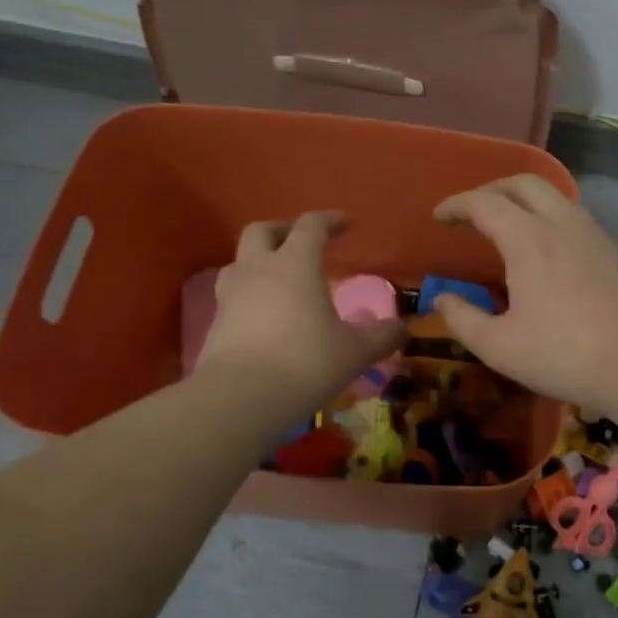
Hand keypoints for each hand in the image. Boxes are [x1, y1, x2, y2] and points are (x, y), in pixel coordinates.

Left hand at [196, 212, 404, 413]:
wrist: (240, 396)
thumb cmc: (305, 362)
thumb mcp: (354, 352)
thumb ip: (381, 337)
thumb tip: (402, 328)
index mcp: (296, 264)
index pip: (311, 226)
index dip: (329, 220)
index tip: (344, 223)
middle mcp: (259, 269)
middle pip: (262, 231)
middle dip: (283, 231)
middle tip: (301, 243)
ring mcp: (231, 294)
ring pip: (239, 261)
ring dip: (259, 261)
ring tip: (278, 279)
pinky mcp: (215, 322)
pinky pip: (232, 295)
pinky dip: (249, 295)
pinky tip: (263, 315)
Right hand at [431, 175, 617, 413]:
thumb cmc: (565, 356)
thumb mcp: (500, 347)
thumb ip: (463, 319)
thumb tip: (441, 299)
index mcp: (528, 239)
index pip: (484, 203)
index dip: (456, 205)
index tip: (438, 218)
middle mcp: (562, 223)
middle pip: (523, 183)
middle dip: (491, 189)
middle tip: (471, 212)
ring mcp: (593, 234)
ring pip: (553, 195)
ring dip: (523, 199)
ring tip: (506, 225)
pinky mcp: (612, 250)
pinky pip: (572, 214)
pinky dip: (547, 215)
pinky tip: (544, 248)